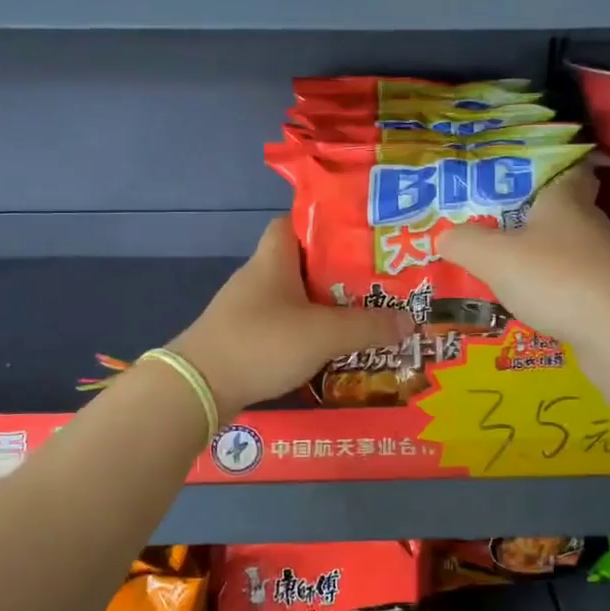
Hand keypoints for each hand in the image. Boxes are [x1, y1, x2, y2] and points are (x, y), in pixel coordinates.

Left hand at [169, 219, 411, 417]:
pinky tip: (329, 349)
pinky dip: (305, 333)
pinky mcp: (243, 339)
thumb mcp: (324, 333)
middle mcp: (258, 277)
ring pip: (294, 298)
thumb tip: (411, 321)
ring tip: (362, 317)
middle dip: (337, 272)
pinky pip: (282, 327)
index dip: (324, 223)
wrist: (198, 388)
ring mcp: (247, 310)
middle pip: (302, 263)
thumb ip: (368, 326)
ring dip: (323, 307)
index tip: (358, 237)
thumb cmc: (261, 343)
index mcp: (274, 259)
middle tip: (375, 283)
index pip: (294, 222)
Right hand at [437, 165, 609, 351]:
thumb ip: (464, 242)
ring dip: (538, 252)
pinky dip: (549, 285)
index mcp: (565, 199)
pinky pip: (569, 279)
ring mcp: (601, 260)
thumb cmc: (555, 279)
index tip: (516, 172)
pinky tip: (525, 298)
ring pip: (564, 246)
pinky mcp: (605, 292)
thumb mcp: (495, 257)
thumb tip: (444, 236)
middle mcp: (588, 222)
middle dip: (530, 213)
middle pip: (560, 208)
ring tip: (500, 263)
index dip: (543, 166)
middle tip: (493, 219)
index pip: (564, 166)